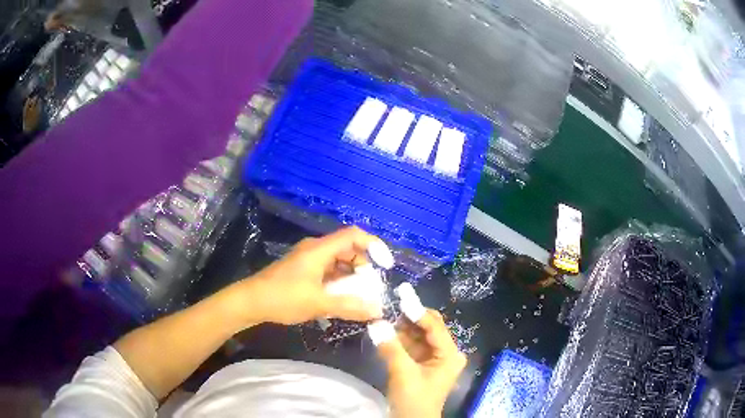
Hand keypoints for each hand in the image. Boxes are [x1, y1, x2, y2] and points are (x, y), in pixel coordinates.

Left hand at [233, 227, 384, 325]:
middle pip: (348, 248)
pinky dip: (339, 281)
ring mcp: (307, 259)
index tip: (385, 265)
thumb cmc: (283, 298)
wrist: (250, 301)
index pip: (354, 235)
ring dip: (351, 275)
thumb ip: (349, 306)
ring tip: (357, 295)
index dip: (374, 246)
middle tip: (370, 286)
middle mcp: (315, 249)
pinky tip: (340, 299)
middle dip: (363, 265)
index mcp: (319, 250)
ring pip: (338, 260)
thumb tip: (378, 310)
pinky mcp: (302, 270)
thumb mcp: (318, 303)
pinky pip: (328, 270)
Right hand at [377, 310, 466, 417]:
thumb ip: (391, 347)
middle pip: (428, 328)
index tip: (400, 294)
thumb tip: (376, 322)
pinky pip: (411, 346)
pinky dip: (399, 339)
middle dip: (409, 317)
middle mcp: (445, 353)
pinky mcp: (421, 364)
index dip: (417, 310)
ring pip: (418, 336)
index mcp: (450, 354)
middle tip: (390, 304)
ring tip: (383, 316)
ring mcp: (433, 358)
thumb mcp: (403, 373)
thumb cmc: (414, 400)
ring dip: (401, 327)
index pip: (435, 326)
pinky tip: (385, 332)